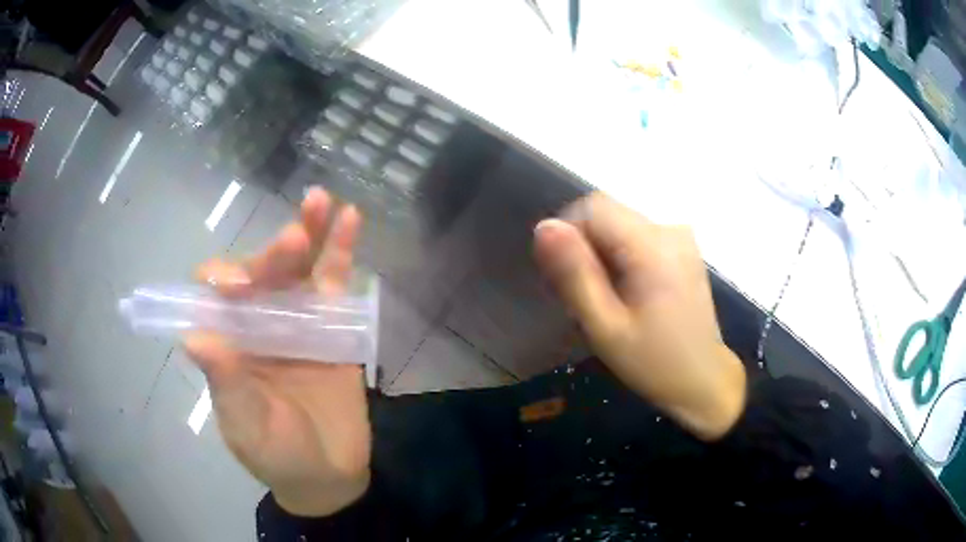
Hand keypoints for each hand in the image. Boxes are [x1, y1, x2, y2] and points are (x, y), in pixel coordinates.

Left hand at [186, 188, 370, 515]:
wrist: (328, 474)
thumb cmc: (277, 455)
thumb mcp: (246, 425)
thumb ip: (225, 383)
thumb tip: (193, 336)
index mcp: (228, 341)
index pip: (215, 293)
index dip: (223, 278)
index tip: (240, 286)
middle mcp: (258, 321)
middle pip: (261, 272)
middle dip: (273, 253)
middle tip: (293, 241)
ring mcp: (297, 320)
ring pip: (299, 267)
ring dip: (307, 231)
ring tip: (319, 201)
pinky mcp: (334, 326)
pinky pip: (335, 282)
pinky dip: (341, 250)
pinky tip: (350, 218)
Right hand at [534, 192, 746, 440]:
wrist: (705, 380)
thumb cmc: (654, 362)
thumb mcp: (605, 327)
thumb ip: (574, 274)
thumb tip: (544, 226)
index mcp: (652, 245)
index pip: (592, 208)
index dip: (568, 235)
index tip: (562, 278)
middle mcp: (669, 229)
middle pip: (607, 214)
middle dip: (584, 246)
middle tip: (581, 295)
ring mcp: (680, 237)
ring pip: (620, 225)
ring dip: (601, 253)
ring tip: (603, 299)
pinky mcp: (683, 249)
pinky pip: (638, 237)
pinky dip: (621, 257)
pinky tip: (625, 293)